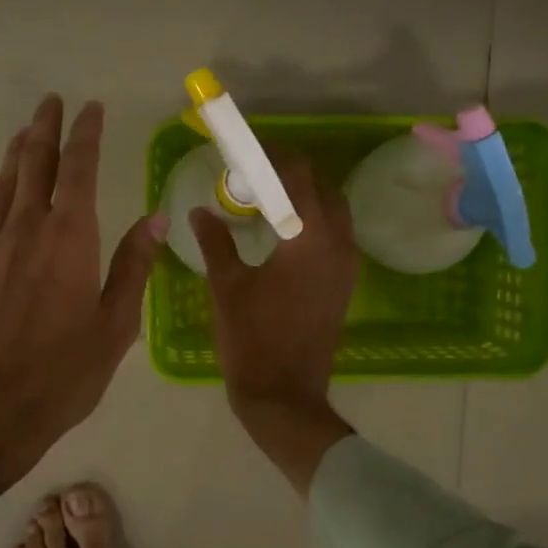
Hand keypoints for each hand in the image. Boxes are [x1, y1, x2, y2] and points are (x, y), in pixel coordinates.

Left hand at [0, 95, 166, 506]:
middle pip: (35, 165)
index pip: (78, 170)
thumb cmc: (61, 374)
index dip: (86, 135)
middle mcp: (27, 230)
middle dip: (46, 129)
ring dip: (17, 153)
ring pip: (4, 185)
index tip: (92, 108)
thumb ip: (134, 267)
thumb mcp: (114, 326)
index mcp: (69, 239)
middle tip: (52, 101)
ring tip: (27, 130)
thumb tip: (156, 218)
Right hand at [189, 154, 357, 492]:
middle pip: (321, 188)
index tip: (248, 151)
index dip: (274, 156)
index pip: (297, 175)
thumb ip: (216, 241)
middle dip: (291, 175)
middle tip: (254, 179)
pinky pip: (335, 236)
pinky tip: (281, 236)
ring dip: (304, 199)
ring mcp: (346, 266)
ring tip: (266, 204)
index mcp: (308, 238)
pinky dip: (313, 223)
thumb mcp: (226, 286)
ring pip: (333, 212)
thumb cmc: (251, 339)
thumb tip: (201, 211)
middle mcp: (337, 243)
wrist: (284, 395)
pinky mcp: (345, 284)